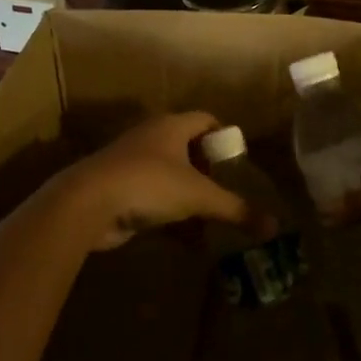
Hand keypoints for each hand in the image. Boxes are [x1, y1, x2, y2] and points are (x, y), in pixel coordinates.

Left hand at [56, 112, 253, 250]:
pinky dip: (171, 216)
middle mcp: (151, 138)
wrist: (87, 203)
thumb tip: (273, 226)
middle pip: (188, 148)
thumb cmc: (149, 184)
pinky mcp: (119, 190)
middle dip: (208, 171)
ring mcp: (132, 164)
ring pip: (170, 176)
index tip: (239, 161)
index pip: (206, 120)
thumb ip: (236, 209)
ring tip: (211, 220)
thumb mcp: (198, 196)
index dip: (224, 137)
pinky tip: (187, 241)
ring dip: (190, 197)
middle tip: (227, 192)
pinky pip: (154, 199)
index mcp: (171, 126)